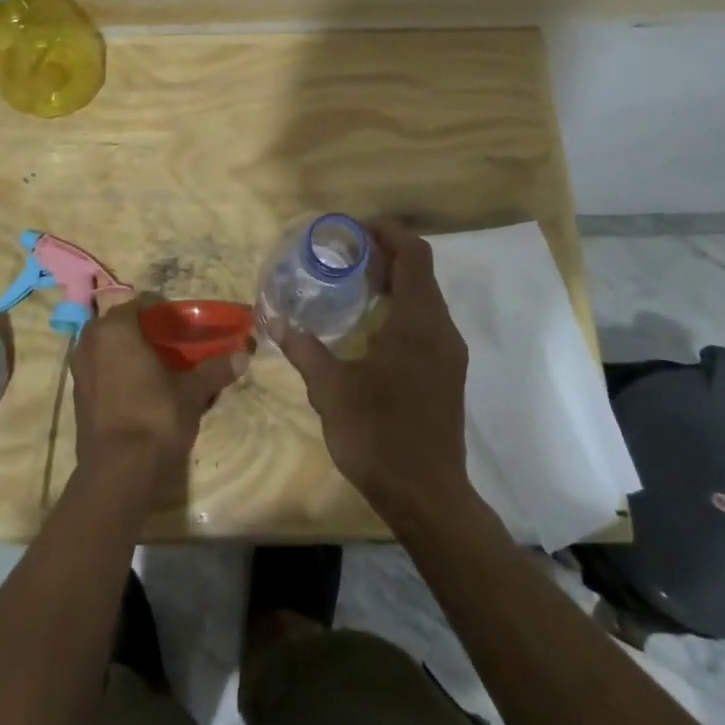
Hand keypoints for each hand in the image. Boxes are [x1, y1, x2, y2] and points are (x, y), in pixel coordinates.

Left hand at [71, 297, 243, 492]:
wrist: (118, 471)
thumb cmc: (155, 417)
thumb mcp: (191, 392)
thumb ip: (214, 370)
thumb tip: (243, 356)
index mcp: (116, 329)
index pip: (139, 305)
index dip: (162, 314)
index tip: (182, 327)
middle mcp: (91, 341)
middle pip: (119, 325)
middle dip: (142, 333)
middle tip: (170, 348)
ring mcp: (79, 369)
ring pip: (107, 349)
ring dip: (127, 353)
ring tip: (156, 370)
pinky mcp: (77, 395)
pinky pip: (100, 371)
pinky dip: (116, 374)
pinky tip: (138, 391)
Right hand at [279, 221, 471, 521]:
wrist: (426, 495)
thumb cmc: (378, 434)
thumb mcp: (331, 390)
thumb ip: (305, 350)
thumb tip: (275, 323)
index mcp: (418, 322)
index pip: (414, 254)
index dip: (387, 233)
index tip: (354, 230)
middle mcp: (440, 329)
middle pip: (420, 272)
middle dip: (385, 255)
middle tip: (343, 255)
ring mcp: (448, 353)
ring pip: (425, 298)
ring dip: (394, 283)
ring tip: (352, 285)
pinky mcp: (447, 374)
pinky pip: (426, 323)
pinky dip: (401, 309)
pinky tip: (368, 327)